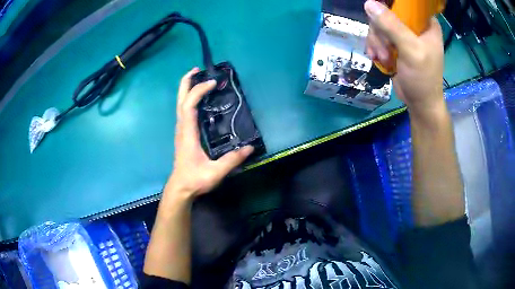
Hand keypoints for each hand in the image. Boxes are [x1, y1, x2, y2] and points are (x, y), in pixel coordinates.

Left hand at [166, 68, 253, 198]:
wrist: (181, 188)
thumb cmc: (195, 179)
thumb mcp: (215, 172)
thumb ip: (232, 160)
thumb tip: (249, 148)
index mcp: (188, 133)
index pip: (189, 106)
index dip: (198, 91)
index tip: (212, 82)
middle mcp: (182, 128)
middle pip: (181, 100)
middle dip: (186, 83)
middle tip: (196, 70)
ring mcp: (181, 131)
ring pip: (181, 105)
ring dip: (187, 89)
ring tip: (198, 79)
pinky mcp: (184, 134)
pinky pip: (184, 111)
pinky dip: (190, 99)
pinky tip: (199, 99)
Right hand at [364, 0, 444, 117]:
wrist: (420, 104)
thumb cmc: (423, 79)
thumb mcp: (411, 50)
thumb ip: (392, 26)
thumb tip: (369, 3)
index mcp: (425, 23)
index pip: (405, 4)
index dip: (390, 7)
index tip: (384, 20)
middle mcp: (414, 25)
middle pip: (387, 12)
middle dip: (381, 31)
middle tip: (385, 48)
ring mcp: (403, 34)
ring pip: (379, 24)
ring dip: (377, 42)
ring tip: (383, 58)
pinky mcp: (394, 44)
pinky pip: (377, 36)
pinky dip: (375, 47)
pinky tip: (377, 58)